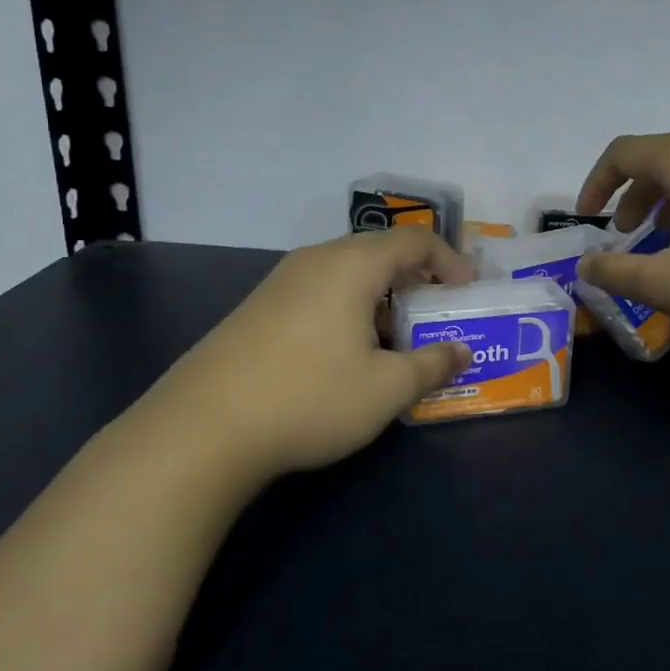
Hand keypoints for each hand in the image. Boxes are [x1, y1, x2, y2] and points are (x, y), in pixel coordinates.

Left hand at [142, 227, 475, 490]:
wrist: (201, 430)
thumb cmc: (309, 398)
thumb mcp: (386, 389)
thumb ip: (432, 365)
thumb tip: (462, 352)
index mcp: (353, 265)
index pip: (415, 240)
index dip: (450, 261)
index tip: (468, 291)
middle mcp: (317, 260)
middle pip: (381, 251)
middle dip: (418, 277)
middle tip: (438, 311)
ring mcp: (282, 282)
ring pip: (349, 272)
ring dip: (383, 296)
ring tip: (397, 338)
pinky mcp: (259, 308)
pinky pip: (321, 291)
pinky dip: (351, 308)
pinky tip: (348, 353)